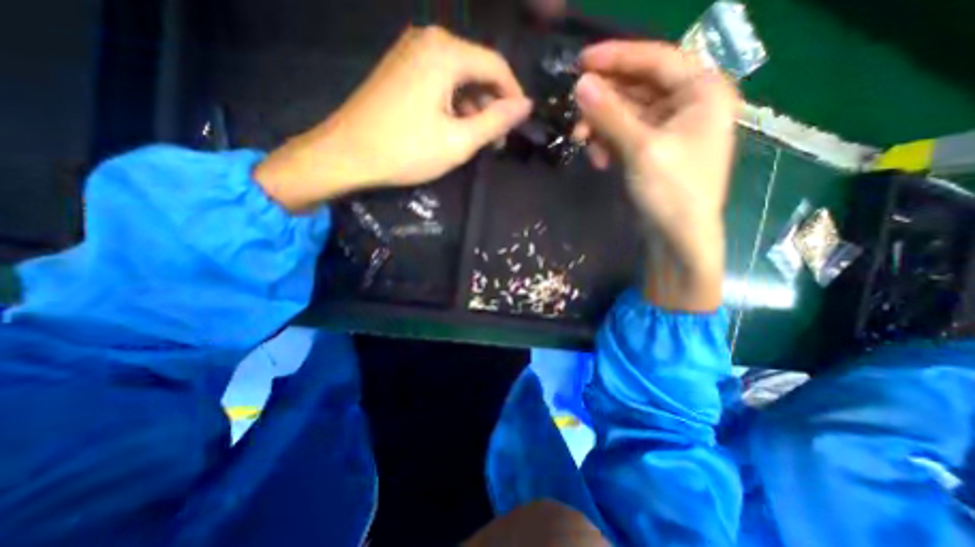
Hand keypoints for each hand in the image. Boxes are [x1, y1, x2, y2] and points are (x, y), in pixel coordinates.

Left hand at [254, 26, 529, 211]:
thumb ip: (496, 122)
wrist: (347, 154)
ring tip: (476, 138)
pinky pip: (440, 79)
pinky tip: (453, 126)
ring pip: (459, 76)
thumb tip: (526, 106)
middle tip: (496, 139)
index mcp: (446, 52)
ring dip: (474, 106)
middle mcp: (429, 39)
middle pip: (478, 69)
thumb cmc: (405, 150)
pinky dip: (454, 102)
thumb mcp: (458, 142)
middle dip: (492, 104)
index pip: (497, 66)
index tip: (519, 125)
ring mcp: (411, 50)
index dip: (513, 96)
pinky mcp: (401, 66)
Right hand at [572, 40, 739, 308]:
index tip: (580, 62)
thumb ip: (610, 114)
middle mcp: (688, 103)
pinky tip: (598, 159)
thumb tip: (580, 84)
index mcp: (701, 91)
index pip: (655, 59)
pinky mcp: (653, 149)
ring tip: (582, 142)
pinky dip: (608, 143)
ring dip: (601, 127)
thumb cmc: (672, 191)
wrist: (678, 237)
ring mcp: (669, 128)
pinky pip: (624, 134)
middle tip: (574, 112)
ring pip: (626, 113)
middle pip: (637, 88)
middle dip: (603, 102)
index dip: (616, 57)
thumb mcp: (641, 149)